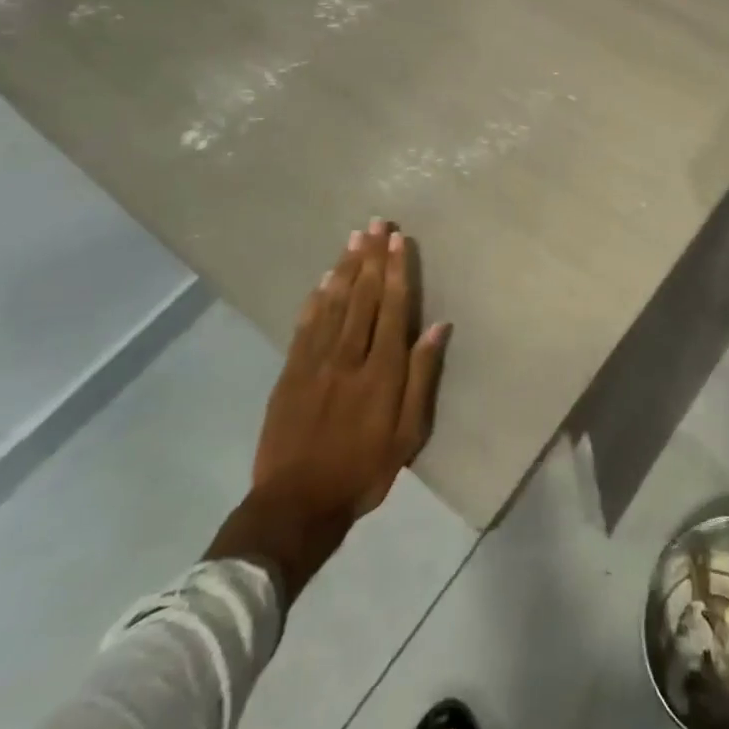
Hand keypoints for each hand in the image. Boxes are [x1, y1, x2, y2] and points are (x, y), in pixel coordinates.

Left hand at [206, 220, 450, 587]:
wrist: (295, 504)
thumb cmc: (363, 471)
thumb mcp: (408, 434)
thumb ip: (421, 377)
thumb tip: (438, 327)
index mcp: (382, 370)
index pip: (392, 307)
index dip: (397, 270)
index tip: (399, 240)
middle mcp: (349, 356)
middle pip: (363, 296)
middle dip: (372, 257)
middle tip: (376, 223)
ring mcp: (315, 362)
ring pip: (334, 304)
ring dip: (346, 268)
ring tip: (354, 238)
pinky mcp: (290, 372)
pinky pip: (305, 326)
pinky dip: (316, 299)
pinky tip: (323, 279)